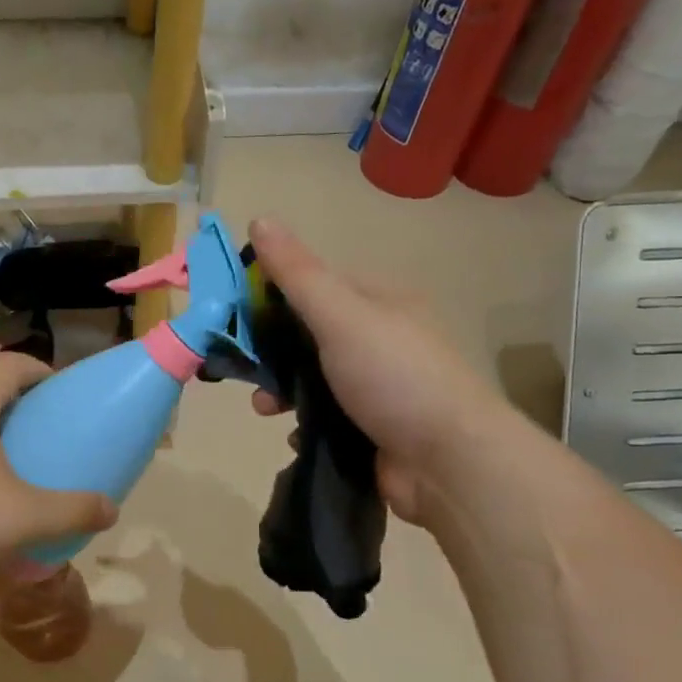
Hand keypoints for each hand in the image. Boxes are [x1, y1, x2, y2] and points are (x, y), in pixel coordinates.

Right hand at [248, 218, 494, 525]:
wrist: (449, 462)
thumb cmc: (394, 377)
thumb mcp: (341, 316)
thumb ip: (298, 274)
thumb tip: (259, 219)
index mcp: (377, 300)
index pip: (313, 283)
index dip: (270, 292)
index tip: (232, 312)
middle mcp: (377, 338)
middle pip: (307, 334)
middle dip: (270, 352)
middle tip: (241, 369)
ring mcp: (376, 385)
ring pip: (311, 379)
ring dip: (281, 391)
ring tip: (264, 410)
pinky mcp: (371, 427)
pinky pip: (324, 417)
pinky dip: (304, 424)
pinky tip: (295, 434)